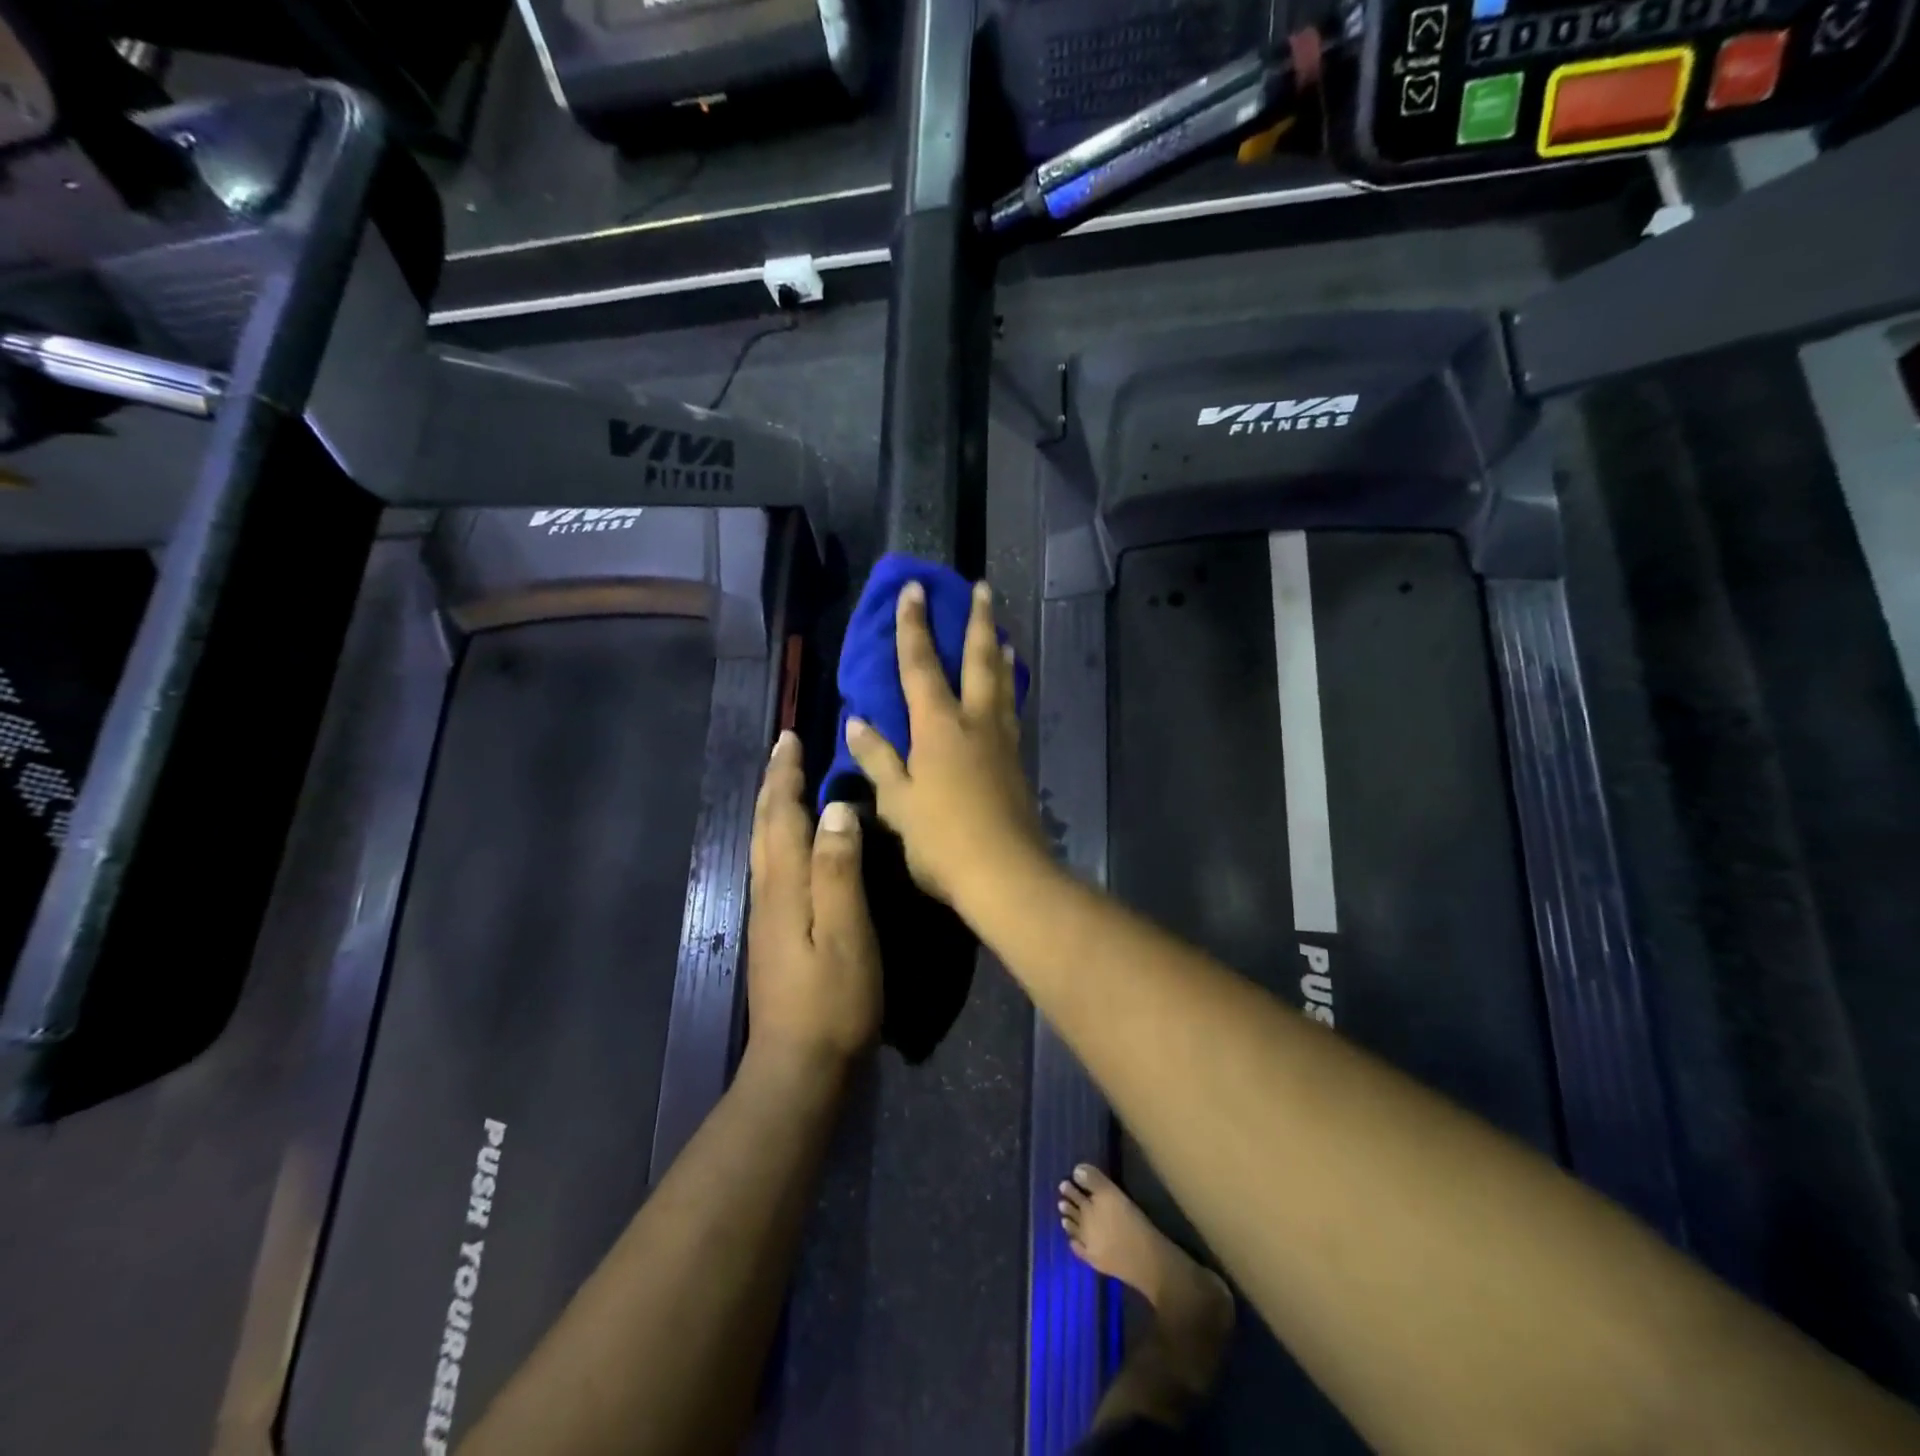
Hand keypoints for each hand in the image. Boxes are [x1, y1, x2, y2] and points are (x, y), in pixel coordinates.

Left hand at [747, 731, 881, 1063]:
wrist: (799, 1065)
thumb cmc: (833, 999)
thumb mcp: (847, 933)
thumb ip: (839, 869)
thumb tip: (837, 808)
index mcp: (785, 885)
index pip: (781, 815)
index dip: (785, 775)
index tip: (790, 737)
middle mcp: (768, 892)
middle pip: (764, 825)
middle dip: (773, 783)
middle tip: (784, 749)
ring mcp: (766, 915)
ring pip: (763, 845)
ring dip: (770, 806)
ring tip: (784, 783)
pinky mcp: (773, 932)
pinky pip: (771, 864)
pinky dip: (776, 835)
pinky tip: (789, 843)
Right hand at [845, 579, 1046, 906]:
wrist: (1005, 874)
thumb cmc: (941, 839)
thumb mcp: (897, 801)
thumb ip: (878, 758)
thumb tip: (857, 721)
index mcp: (938, 726)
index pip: (920, 664)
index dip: (913, 625)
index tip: (914, 589)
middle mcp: (975, 722)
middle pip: (978, 660)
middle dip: (977, 621)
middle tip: (982, 588)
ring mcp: (1001, 741)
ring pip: (1002, 683)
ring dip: (1000, 652)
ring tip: (1002, 633)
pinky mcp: (1017, 762)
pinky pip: (1011, 710)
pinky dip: (1008, 689)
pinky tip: (1008, 693)